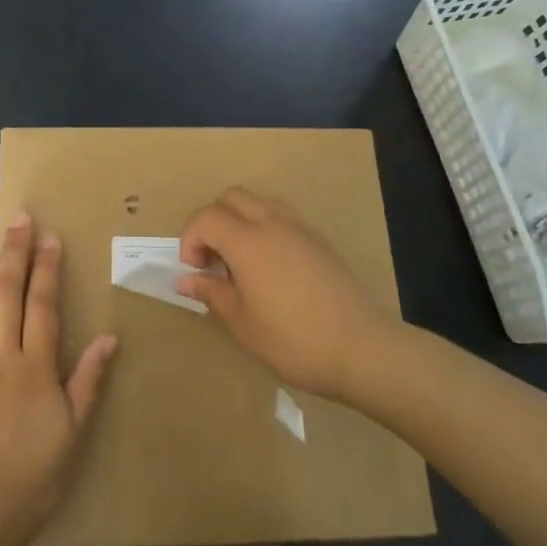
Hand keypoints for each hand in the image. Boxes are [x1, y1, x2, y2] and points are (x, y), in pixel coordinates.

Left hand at [0, 212, 117, 545]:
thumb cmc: (31, 476)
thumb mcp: (73, 433)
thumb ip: (88, 381)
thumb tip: (106, 337)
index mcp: (34, 367)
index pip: (42, 305)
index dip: (47, 268)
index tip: (50, 237)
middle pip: (5, 296)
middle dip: (14, 255)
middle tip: (17, 221)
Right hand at [178, 188, 396, 400]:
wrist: (360, 347)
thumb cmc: (292, 340)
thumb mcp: (242, 323)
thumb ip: (212, 293)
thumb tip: (187, 280)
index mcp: (248, 241)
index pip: (206, 218)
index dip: (190, 239)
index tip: (194, 271)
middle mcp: (273, 223)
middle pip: (232, 198)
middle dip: (212, 221)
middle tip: (212, 260)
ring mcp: (301, 229)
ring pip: (260, 202)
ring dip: (240, 221)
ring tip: (240, 261)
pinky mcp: (320, 241)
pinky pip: (283, 217)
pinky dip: (265, 229)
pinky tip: (270, 268)